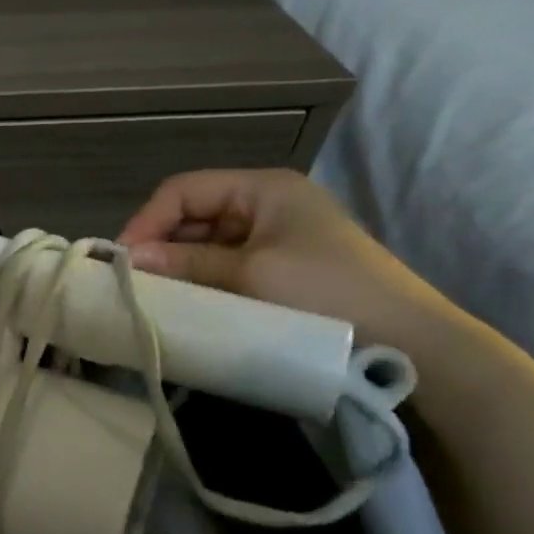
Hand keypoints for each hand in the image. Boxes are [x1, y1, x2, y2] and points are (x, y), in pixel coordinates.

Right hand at [117, 169, 450, 346]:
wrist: (410, 346)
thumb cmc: (326, 293)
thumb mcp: (248, 273)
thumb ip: (185, 262)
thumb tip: (128, 259)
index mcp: (263, 188)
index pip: (184, 190)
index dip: (147, 219)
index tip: (122, 259)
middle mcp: (267, 204)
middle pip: (193, 214)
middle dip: (161, 244)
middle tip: (134, 281)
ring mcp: (275, 238)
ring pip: (206, 243)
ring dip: (180, 266)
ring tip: (155, 295)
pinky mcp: (280, 270)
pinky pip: (226, 267)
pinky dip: (203, 282)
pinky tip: (188, 303)